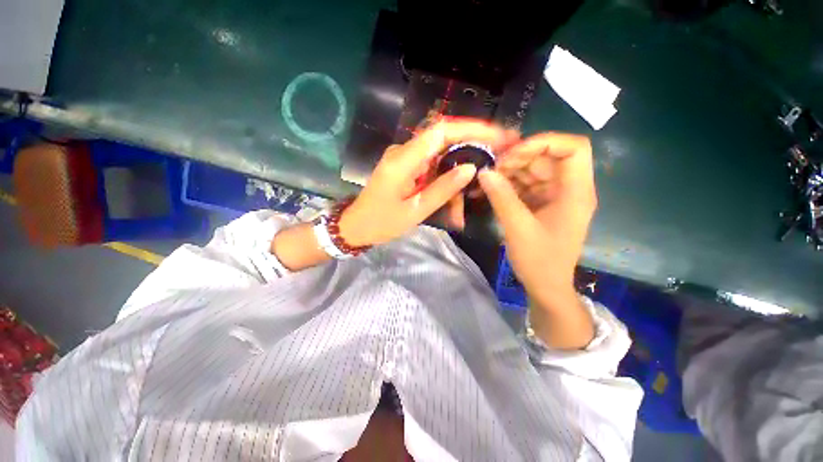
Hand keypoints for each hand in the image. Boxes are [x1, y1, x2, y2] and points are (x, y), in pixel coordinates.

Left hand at [339, 120, 517, 246]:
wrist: (357, 225)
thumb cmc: (382, 222)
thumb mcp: (415, 211)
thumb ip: (443, 189)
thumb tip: (470, 168)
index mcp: (403, 160)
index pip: (441, 131)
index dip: (471, 128)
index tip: (497, 134)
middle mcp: (404, 151)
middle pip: (444, 137)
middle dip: (474, 142)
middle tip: (501, 150)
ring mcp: (405, 158)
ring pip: (441, 153)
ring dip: (461, 166)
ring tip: (478, 182)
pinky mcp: (407, 166)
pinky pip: (432, 164)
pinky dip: (448, 176)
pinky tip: (457, 192)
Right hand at [478, 132, 595, 347]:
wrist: (546, 286)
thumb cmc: (539, 261)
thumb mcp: (518, 228)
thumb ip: (501, 198)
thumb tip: (484, 172)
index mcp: (575, 192)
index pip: (573, 148)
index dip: (544, 142)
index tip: (513, 154)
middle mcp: (569, 188)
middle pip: (548, 157)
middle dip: (519, 158)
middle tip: (492, 169)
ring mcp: (554, 196)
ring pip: (534, 169)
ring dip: (510, 171)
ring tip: (488, 179)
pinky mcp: (542, 203)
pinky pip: (525, 185)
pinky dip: (509, 184)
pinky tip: (491, 189)